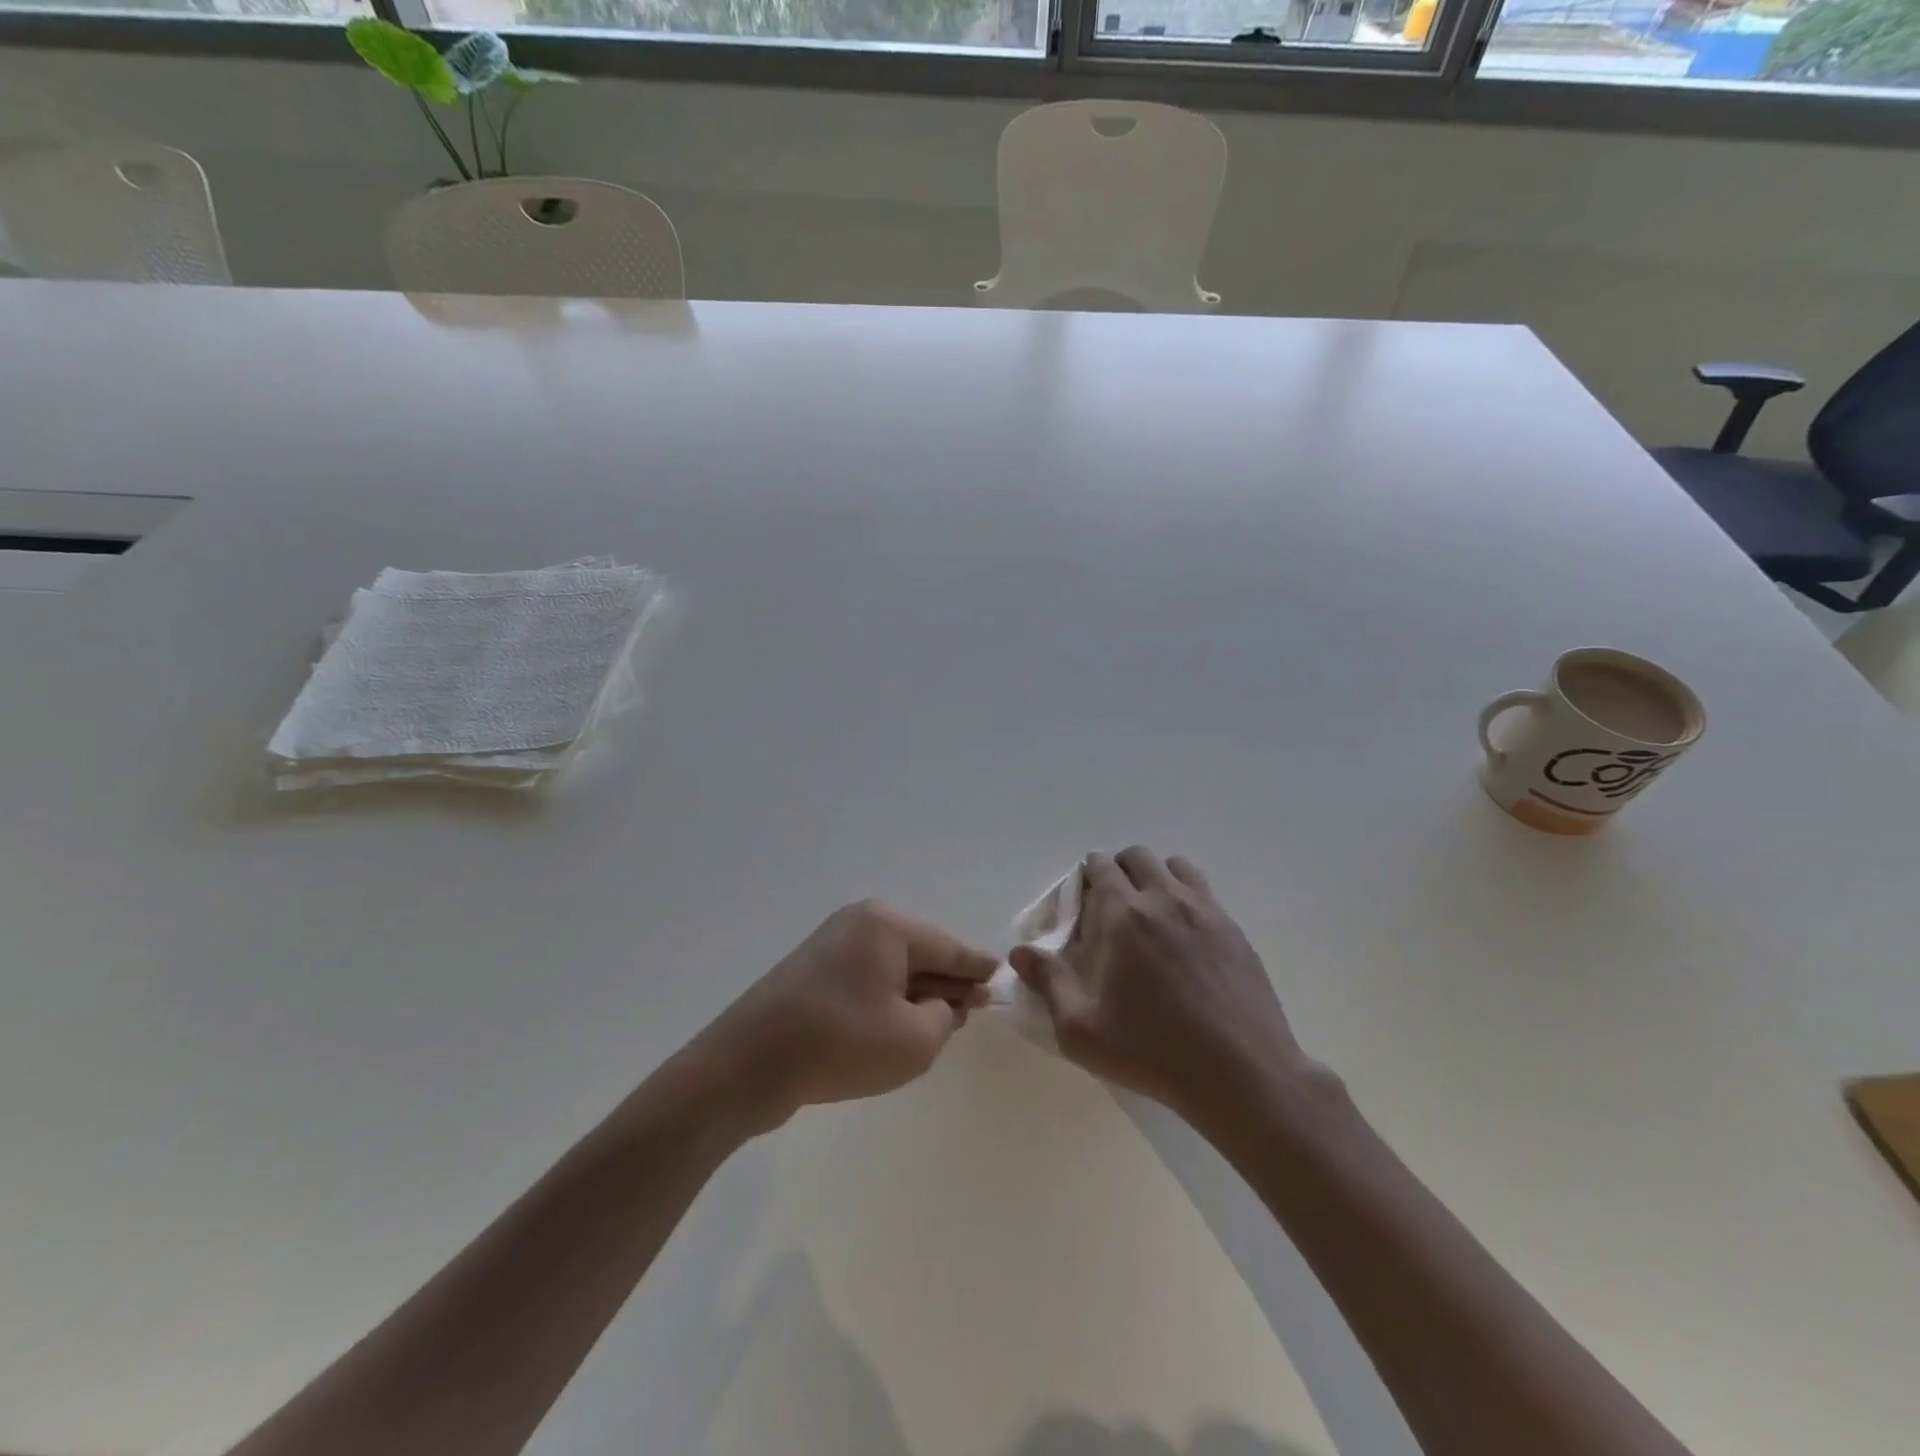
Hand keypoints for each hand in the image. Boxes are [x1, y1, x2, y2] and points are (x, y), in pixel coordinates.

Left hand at [698, 900, 997, 1131]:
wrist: (748, 1064)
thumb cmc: (841, 1044)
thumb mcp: (913, 1040)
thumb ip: (944, 1018)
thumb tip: (941, 1004)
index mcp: (888, 925)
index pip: (947, 946)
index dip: (976, 966)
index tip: (1000, 974)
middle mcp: (860, 923)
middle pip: (920, 951)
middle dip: (947, 981)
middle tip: (975, 1007)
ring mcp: (831, 944)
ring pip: (892, 966)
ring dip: (917, 993)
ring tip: (943, 1020)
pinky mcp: (812, 970)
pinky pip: (866, 978)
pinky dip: (887, 998)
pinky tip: (899, 1023)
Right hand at [1011, 847, 1315, 1125]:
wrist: (1243, 1075)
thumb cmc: (1154, 1054)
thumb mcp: (1083, 1031)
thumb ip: (1049, 984)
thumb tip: (1019, 952)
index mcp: (1125, 917)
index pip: (1101, 868)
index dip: (1087, 874)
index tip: (1082, 896)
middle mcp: (1165, 900)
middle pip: (1138, 857)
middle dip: (1119, 868)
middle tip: (1111, 902)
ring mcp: (1206, 911)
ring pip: (1176, 867)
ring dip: (1156, 875)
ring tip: (1150, 910)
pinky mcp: (1234, 930)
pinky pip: (1205, 891)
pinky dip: (1186, 895)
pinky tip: (1185, 934)